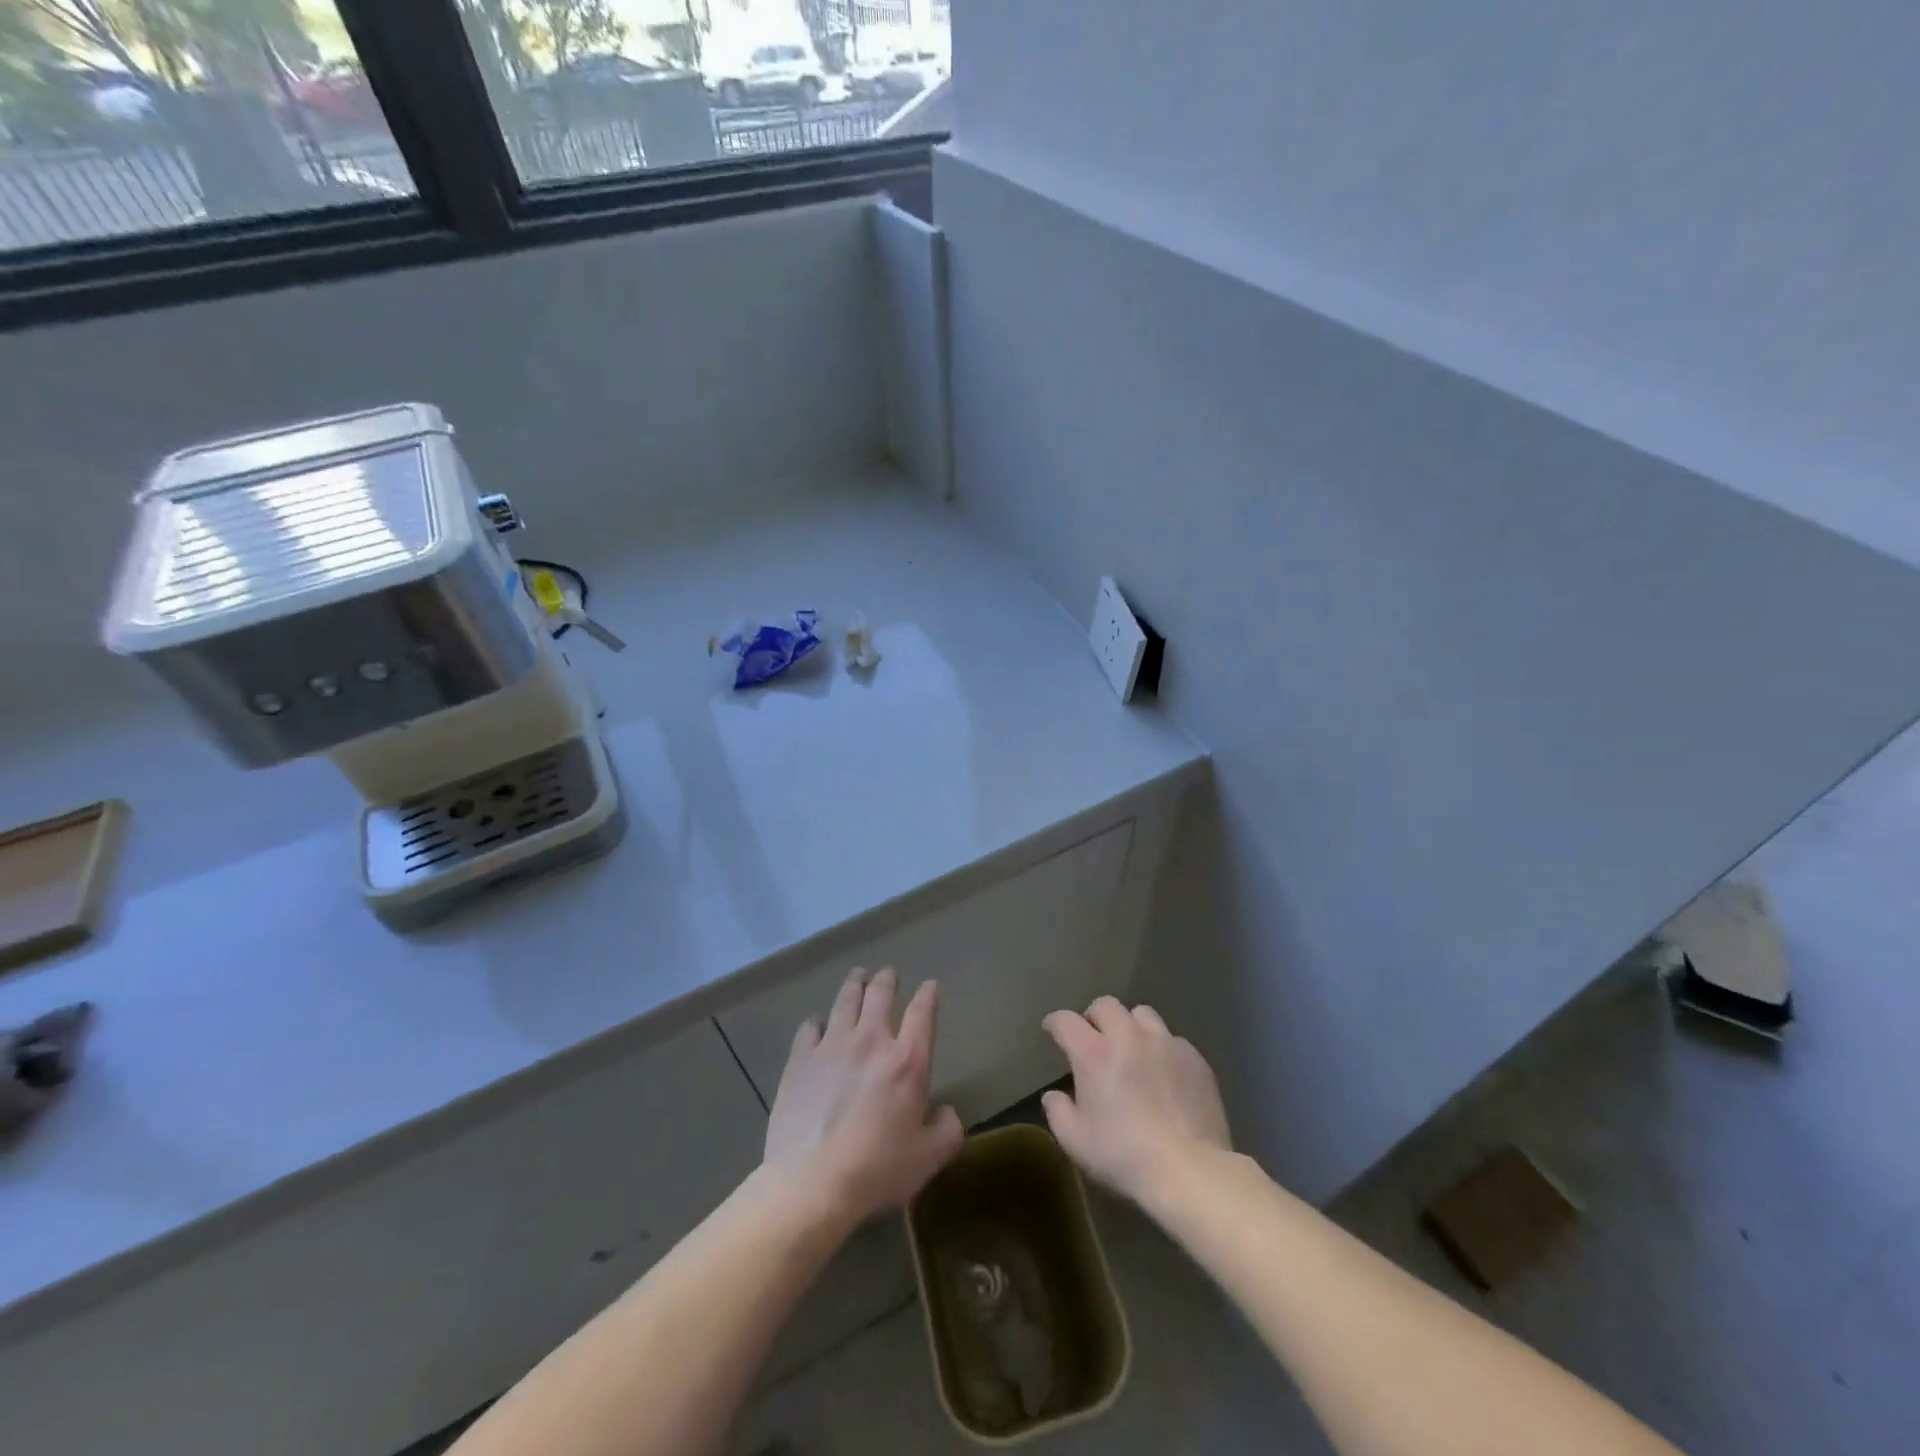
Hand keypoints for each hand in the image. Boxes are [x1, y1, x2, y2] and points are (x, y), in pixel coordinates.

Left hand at [762, 967, 963, 1227]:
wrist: (812, 1183)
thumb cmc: (877, 1170)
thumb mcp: (929, 1158)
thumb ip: (948, 1130)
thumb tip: (946, 1112)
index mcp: (908, 1061)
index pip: (922, 1012)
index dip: (928, 995)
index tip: (930, 986)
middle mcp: (871, 1041)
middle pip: (880, 994)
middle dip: (887, 979)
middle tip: (888, 975)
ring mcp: (832, 1046)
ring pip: (845, 1000)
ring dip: (855, 985)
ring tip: (857, 978)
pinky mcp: (800, 1060)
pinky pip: (809, 1027)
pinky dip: (817, 1022)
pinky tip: (817, 1025)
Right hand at [1041, 997, 1231, 1203]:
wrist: (1190, 1170)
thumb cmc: (1124, 1155)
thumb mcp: (1076, 1141)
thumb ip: (1058, 1112)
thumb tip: (1053, 1095)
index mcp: (1093, 1053)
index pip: (1066, 1021)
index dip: (1055, 1023)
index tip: (1052, 1030)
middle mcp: (1128, 1036)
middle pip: (1106, 1005)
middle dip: (1094, 1017)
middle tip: (1094, 1039)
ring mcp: (1165, 1043)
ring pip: (1142, 1014)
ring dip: (1131, 1026)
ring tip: (1132, 1049)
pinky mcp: (1194, 1058)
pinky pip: (1172, 1039)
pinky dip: (1162, 1049)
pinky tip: (1164, 1074)